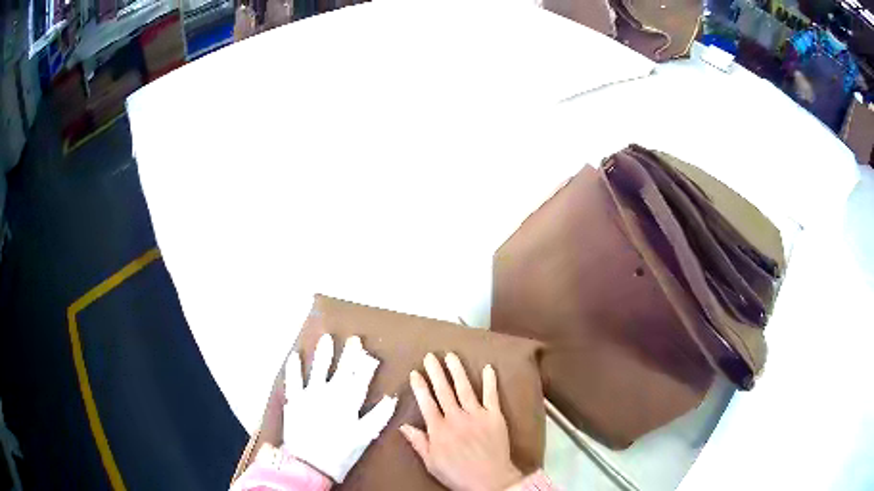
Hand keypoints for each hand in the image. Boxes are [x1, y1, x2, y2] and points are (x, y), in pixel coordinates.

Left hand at [283, 334, 397, 481]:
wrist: (308, 463)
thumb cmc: (340, 452)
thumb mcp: (364, 436)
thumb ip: (379, 415)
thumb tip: (392, 397)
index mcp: (348, 402)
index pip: (361, 378)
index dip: (367, 366)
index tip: (371, 354)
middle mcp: (330, 393)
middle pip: (342, 370)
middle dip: (350, 354)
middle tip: (354, 339)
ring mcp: (310, 394)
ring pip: (318, 369)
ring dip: (323, 353)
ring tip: (326, 339)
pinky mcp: (294, 400)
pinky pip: (293, 380)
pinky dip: (293, 368)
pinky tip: (295, 356)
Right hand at [400, 352, 523, 490]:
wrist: (490, 480)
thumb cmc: (458, 474)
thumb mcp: (431, 463)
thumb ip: (419, 442)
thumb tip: (404, 426)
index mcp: (439, 429)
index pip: (427, 403)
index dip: (420, 387)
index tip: (415, 373)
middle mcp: (456, 418)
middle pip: (444, 391)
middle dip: (436, 372)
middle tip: (430, 356)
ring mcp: (477, 415)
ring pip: (465, 388)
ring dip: (457, 371)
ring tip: (451, 356)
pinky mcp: (495, 417)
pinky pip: (492, 396)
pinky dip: (490, 381)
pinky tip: (488, 368)